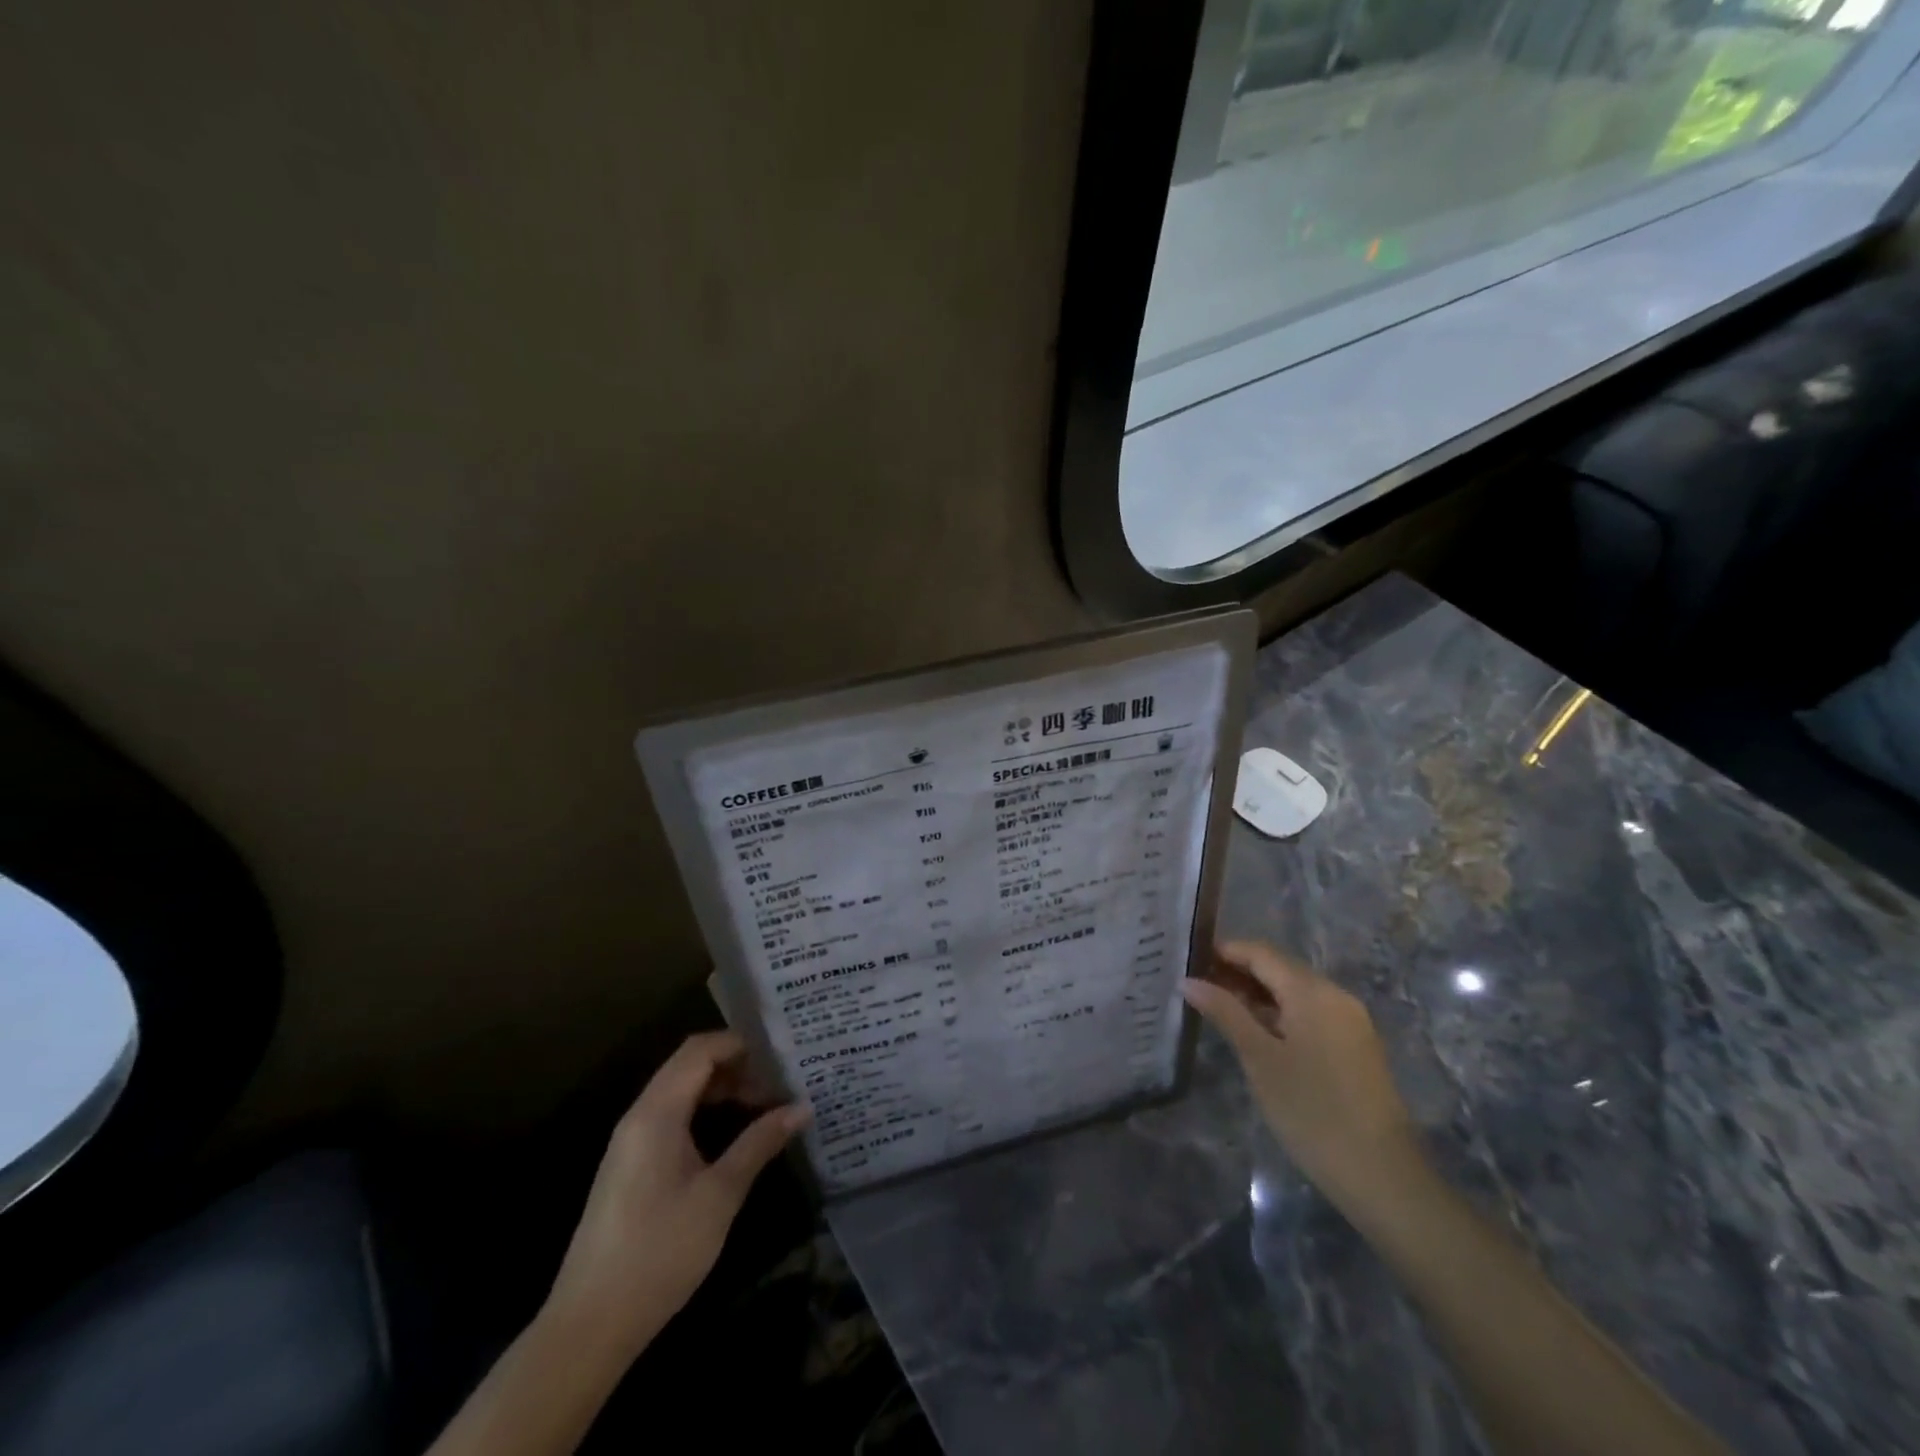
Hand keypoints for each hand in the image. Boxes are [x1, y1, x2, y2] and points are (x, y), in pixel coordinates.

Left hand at [543, 1031, 807, 1363]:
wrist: (589, 1325)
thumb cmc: (660, 1251)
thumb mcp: (720, 1195)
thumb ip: (760, 1143)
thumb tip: (802, 1107)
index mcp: (657, 1112)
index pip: (700, 1050)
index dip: (740, 1043)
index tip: (781, 1053)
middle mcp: (639, 1116)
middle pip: (689, 1065)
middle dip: (736, 1065)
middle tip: (779, 1081)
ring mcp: (630, 1142)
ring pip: (680, 1091)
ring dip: (721, 1088)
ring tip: (764, 1104)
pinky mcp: (630, 1166)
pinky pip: (670, 1116)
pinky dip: (703, 1111)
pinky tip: (731, 1134)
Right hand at [1182, 941, 1421, 1211]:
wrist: (1383, 1176)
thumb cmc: (1313, 1112)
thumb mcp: (1260, 1059)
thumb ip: (1225, 1013)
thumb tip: (1188, 981)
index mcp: (1313, 991)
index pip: (1261, 952)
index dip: (1224, 950)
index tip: (1188, 960)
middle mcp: (1335, 995)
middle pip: (1279, 967)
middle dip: (1238, 971)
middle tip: (1197, 986)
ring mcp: (1350, 1021)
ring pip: (1295, 991)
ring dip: (1257, 993)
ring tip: (1218, 1008)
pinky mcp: (1355, 1045)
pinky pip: (1310, 1012)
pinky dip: (1279, 1013)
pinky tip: (1255, 1032)